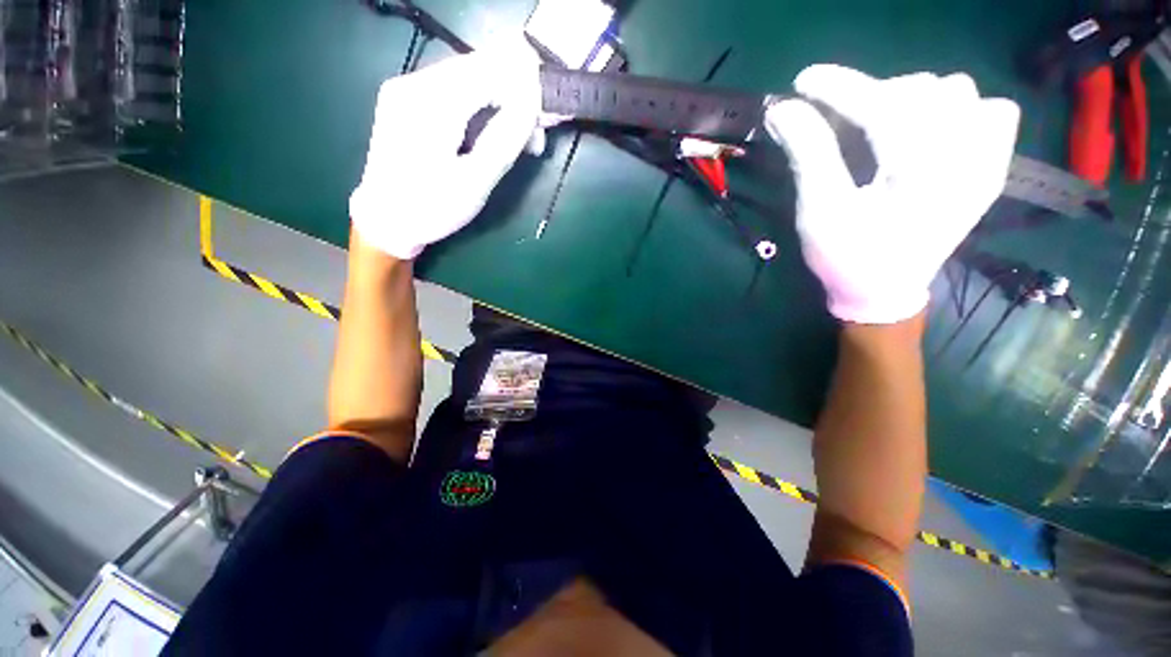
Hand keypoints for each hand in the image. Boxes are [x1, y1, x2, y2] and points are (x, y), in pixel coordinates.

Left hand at [350, 39, 541, 259]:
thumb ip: (505, 139)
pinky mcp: (406, 100)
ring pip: (468, 79)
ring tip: (519, 139)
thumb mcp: (475, 182)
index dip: (526, 87)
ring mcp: (406, 88)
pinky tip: (491, 131)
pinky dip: (480, 107)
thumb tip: (533, 103)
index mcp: (430, 102)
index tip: (547, 118)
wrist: (384, 222)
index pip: (490, 71)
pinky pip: (453, 91)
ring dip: (500, 103)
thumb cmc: (431, 209)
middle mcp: (413, 82)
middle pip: (478, 69)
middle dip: (515, 96)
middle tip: (535, 138)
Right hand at [765, 65, 1019, 323]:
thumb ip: (808, 155)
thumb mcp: (819, 212)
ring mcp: (985, 162)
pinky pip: (993, 111)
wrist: (884, 292)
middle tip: (838, 120)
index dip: (839, 87)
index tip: (803, 82)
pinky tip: (931, 129)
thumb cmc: (846, 258)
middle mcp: (967, 159)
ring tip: (881, 125)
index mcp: (921, 174)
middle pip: (923, 90)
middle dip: (872, 95)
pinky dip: (960, 107)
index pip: (883, 105)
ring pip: (959, 92)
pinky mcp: (990, 168)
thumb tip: (784, 110)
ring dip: (912, 98)